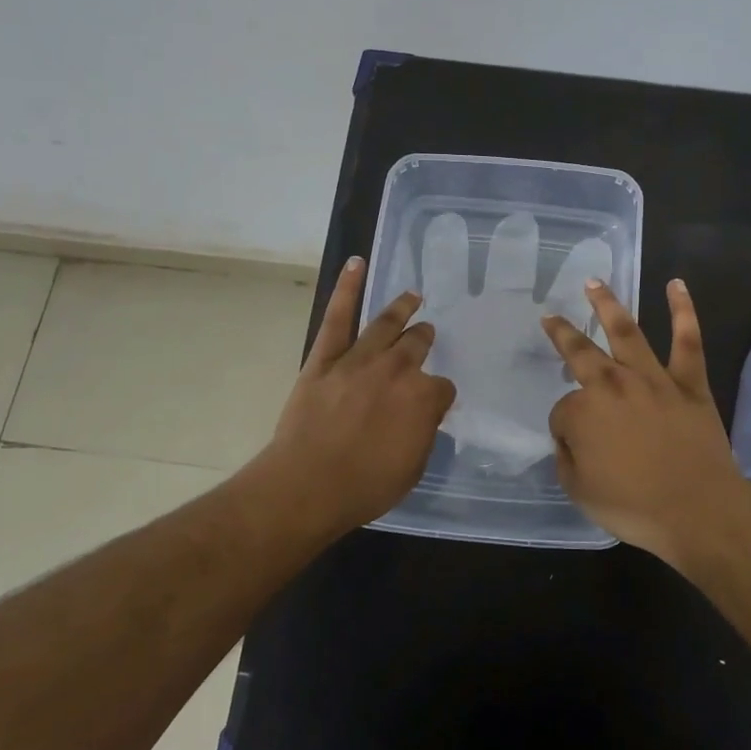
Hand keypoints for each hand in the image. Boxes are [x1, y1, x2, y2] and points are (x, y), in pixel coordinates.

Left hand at [265, 256, 456, 533]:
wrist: (307, 486)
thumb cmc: (365, 486)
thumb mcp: (412, 467)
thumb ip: (423, 433)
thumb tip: (423, 415)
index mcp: (423, 398)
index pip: (442, 388)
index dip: (438, 396)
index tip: (433, 404)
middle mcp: (397, 370)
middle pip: (418, 345)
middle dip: (424, 340)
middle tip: (425, 336)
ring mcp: (360, 359)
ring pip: (386, 324)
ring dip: (402, 308)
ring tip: (412, 296)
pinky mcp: (326, 358)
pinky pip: (338, 317)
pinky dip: (347, 287)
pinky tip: (356, 263)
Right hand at [541, 278, 747, 561]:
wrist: (698, 510)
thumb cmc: (635, 506)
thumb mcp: (580, 491)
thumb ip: (568, 457)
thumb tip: (571, 437)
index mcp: (583, 411)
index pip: (563, 411)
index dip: (566, 430)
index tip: (575, 448)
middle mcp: (613, 384)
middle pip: (582, 352)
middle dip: (563, 334)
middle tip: (551, 317)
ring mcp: (653, 378)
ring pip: (627, 332)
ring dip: (608, 305)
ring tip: (595, 283)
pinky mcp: (689, 382)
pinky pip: (687, 340)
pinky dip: (683, 311)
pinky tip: (676, 285)